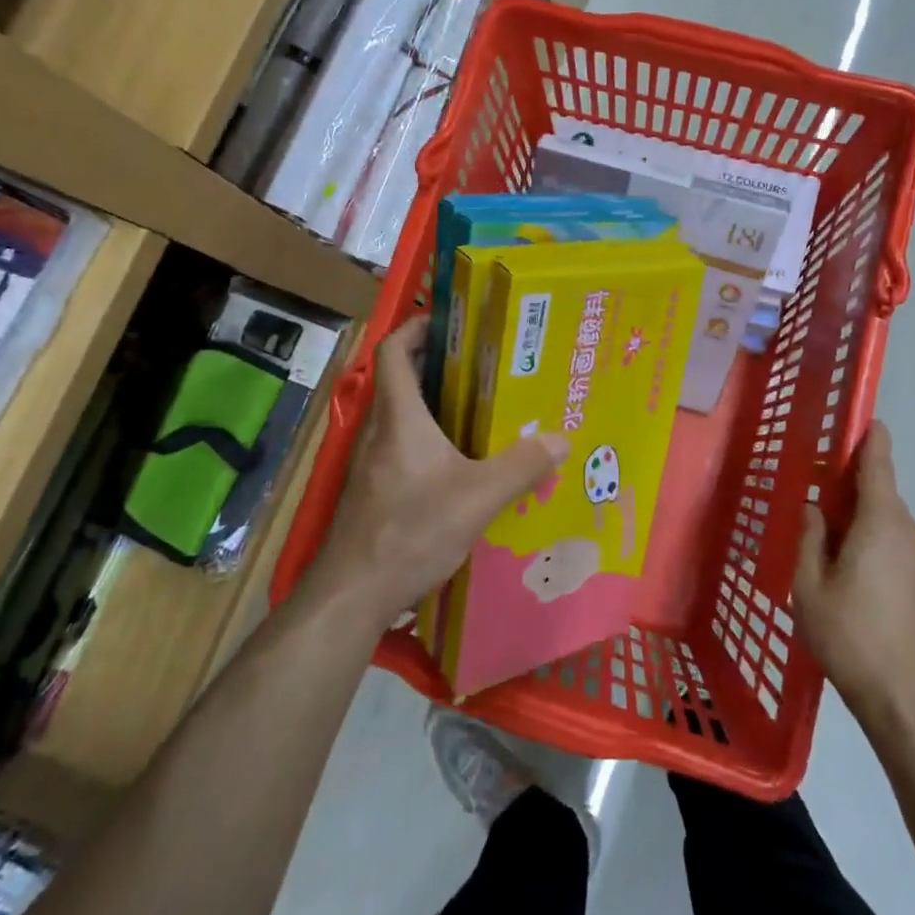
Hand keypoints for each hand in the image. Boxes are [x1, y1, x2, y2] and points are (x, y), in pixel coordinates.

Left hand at [310, 317, 568, 628]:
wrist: (352, 593)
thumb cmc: (411, 530)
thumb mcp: (478, 498)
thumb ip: (522, 467)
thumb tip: (562, 439)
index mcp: (400, 417)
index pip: (394, 350)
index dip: (416, 327)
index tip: (448, 321)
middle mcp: (379, 431)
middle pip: (398, 379)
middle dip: (434, 362)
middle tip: (479, 362)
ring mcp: (370, 462)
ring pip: (400, 415)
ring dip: (431, 402)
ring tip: (477, 406)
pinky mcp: (372, 490)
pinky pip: (400, 446)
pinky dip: (426, 438)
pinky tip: (457, 463)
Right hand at [795, 421, 914, 733]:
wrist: (908, 699)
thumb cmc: (850, 636)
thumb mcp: (809, 586)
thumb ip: (810, 538)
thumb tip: (814, 509)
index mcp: (881, 522)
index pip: (878, 463)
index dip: (869, 437)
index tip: (859, 418)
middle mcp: (908, 530)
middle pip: (879, 491)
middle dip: (848, 486)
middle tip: (813, 497)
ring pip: (886, 519)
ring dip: (859, 518)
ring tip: (825, 543)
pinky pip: (895, 543)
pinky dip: (872, 540)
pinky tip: (849, 572)